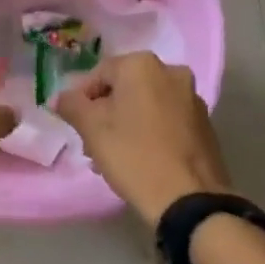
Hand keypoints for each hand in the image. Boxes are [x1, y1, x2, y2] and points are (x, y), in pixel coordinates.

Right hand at [53, 52, 230, 226]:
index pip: (99, 74)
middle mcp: (171, 71)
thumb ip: (71, 106)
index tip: (76, 126)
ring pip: (146, 104)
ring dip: (127, 123)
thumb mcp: (92, 130)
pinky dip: (150, 131)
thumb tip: (60, 97)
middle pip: (125, 88)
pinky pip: (167, 119)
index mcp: (142, 65)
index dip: (82, 99)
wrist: (189, 199)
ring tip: (114, 156)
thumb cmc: (134, 156)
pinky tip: (141, 159)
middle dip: (105, 112)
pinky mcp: (204, 123)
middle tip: (92, 143)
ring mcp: (192, 97)